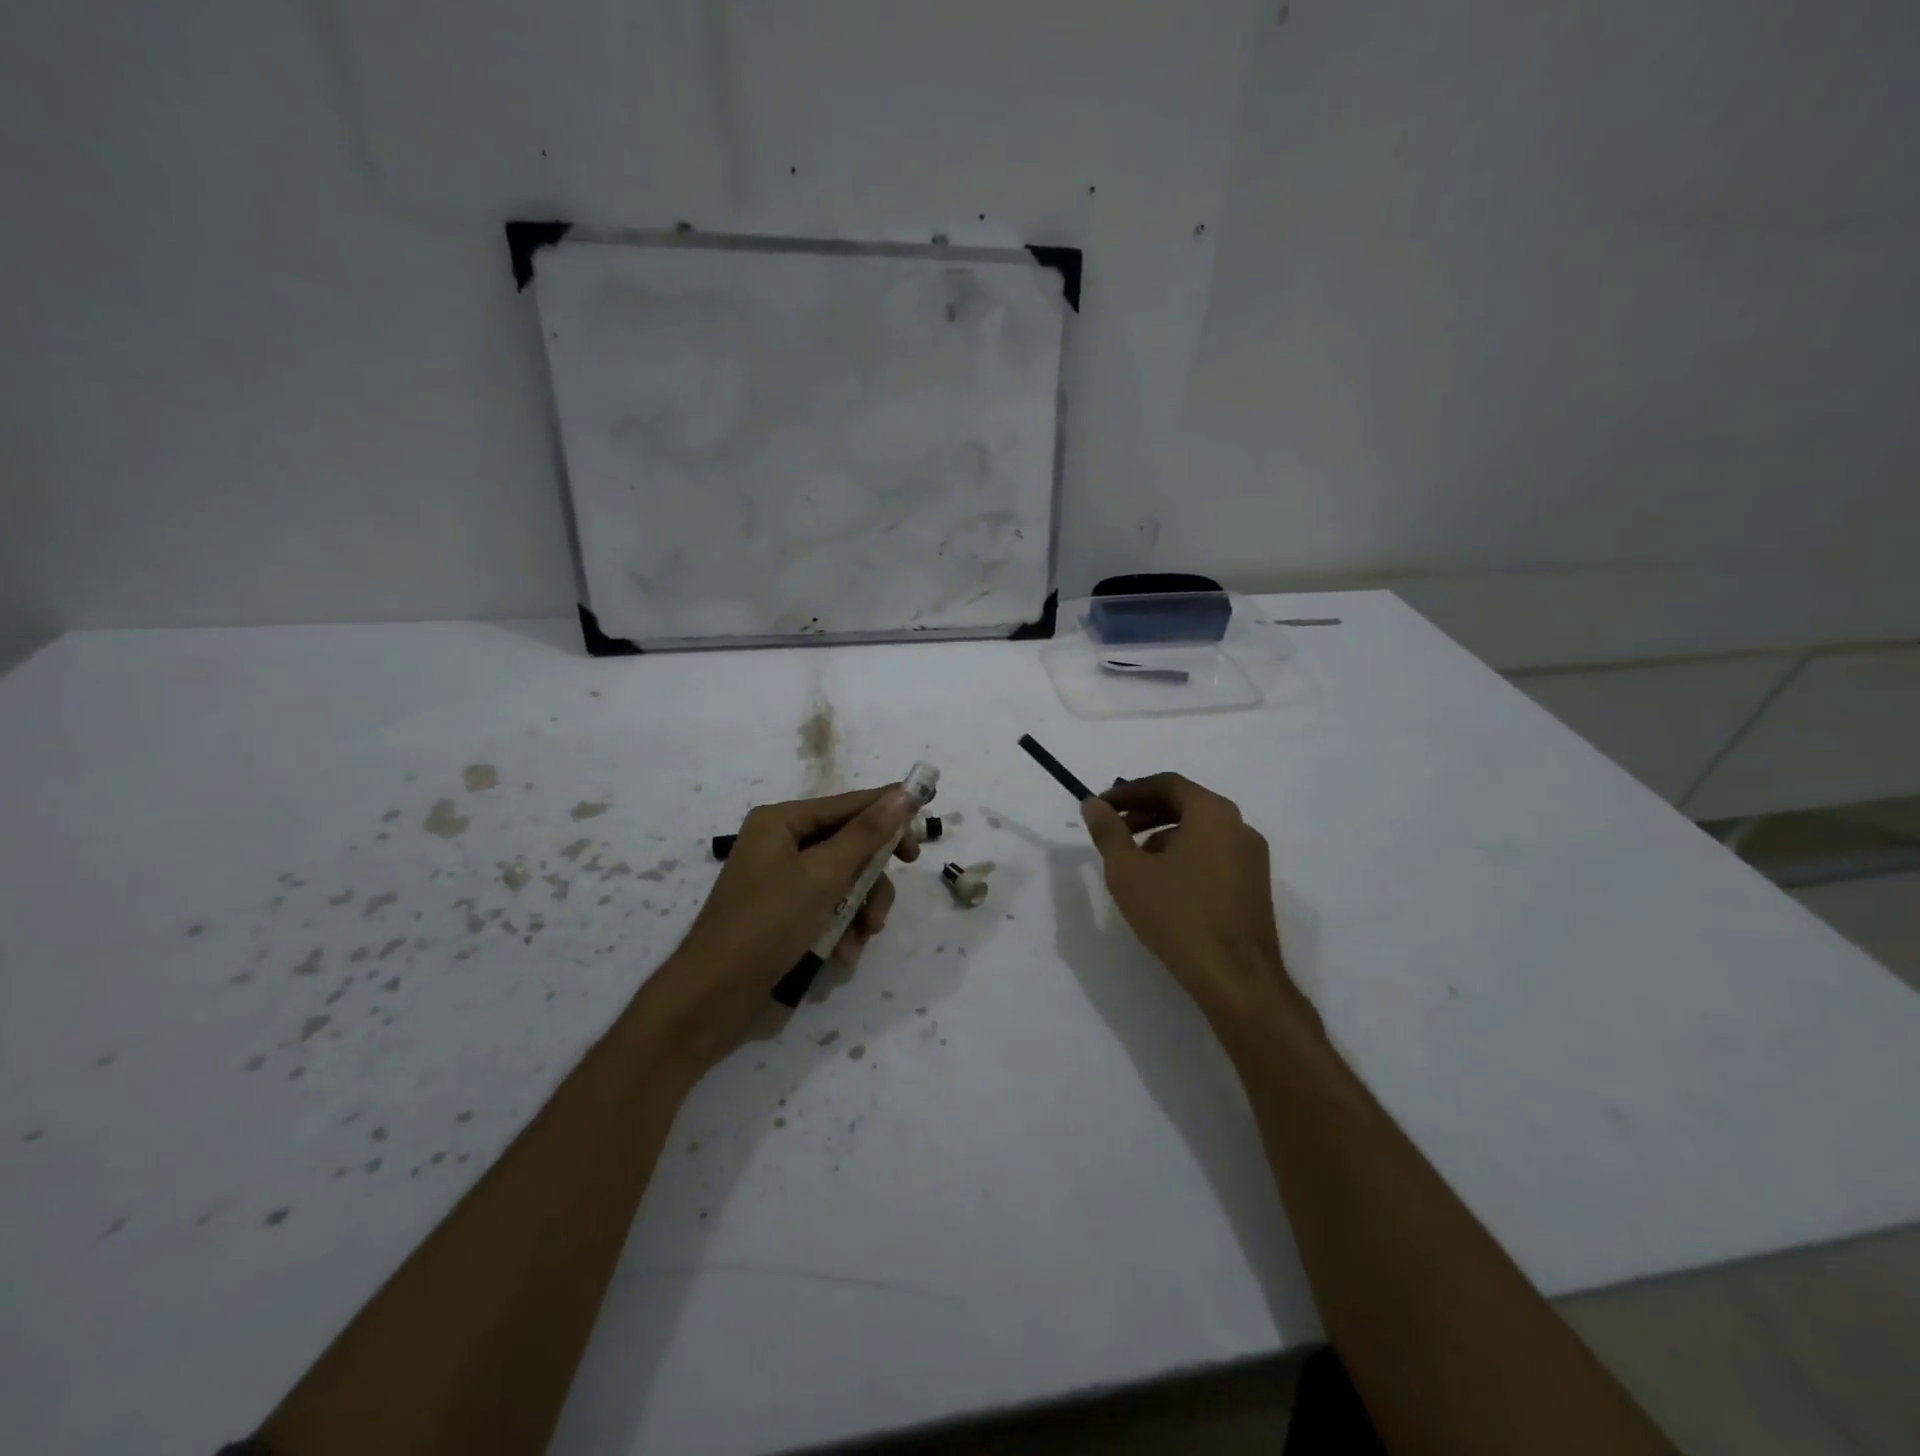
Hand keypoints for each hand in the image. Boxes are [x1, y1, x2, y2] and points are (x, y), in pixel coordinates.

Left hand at [640, 785, 919, 1071]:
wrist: (714, 998)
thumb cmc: (767, 925)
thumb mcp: (823, 875)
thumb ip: (867, 834)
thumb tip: (905, 792)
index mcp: (781, 822)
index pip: (848, 805)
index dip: (889, 813)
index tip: (924, 829)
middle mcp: (781, 844)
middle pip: (849, 846)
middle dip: (872, 880)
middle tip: (889, 899)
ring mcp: (782, 882)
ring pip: (845, 882)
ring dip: (861, 911)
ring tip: (863, 939)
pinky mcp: (786, 915)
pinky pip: (829, 908)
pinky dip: (842, 928)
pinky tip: (845, 954)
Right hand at [1081, 773, 1305, 1029]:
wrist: (1236, 977)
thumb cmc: (1178, 915)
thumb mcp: (1129, 872)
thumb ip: (1108, 832)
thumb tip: (1093, 803)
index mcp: (1212, 813)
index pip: (1167, 783)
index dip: (1129, 791)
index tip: (1102, 806)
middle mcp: (1239, 826)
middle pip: (1186, 804)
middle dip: (1145, 812)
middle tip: (1114, 828)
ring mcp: (1252, 857)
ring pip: (1201, 831)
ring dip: (1163, 835)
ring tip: (1134, 860)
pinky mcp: (1255, 884)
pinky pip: (1215, 853)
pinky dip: (1185, 854)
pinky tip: (1164, 884)